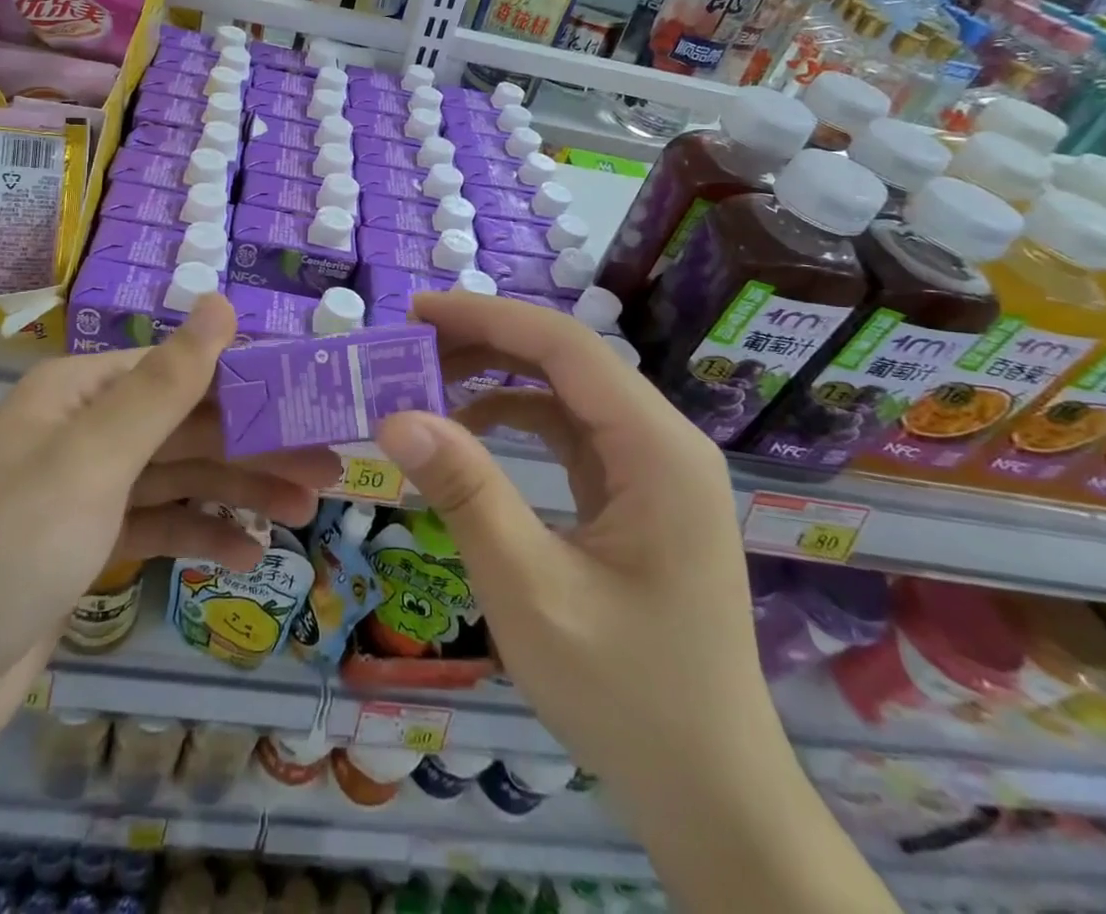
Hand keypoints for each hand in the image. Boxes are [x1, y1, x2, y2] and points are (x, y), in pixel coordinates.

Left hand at [0, 294, 337, 768]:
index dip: (251, 382)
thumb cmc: (4, 551)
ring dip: (241, 492)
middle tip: (330, 466)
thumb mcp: (91, 461)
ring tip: (306, 511)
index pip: (184, 370)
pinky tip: (245, 552)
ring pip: (181, 477)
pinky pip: (159, 525)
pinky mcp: (87, 546)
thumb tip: (220, 300)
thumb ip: (165, 385)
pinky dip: (201, 534)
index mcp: (83, 392)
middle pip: (189, 426)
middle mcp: (87, 430)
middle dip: (258, 446)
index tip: (314, 399)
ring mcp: (87, 491)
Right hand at [374, 293, 767, 797]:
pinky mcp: (636, 494)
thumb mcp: (530, 591)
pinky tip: (470, 429)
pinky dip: (515, 417)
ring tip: (428, 380)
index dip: (487, 317)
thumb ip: (466, 493)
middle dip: (486, 342)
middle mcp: (663, 442)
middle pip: (566, 360)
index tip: (416, 312)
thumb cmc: (626, 695)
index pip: (565, 347)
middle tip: (410, 345)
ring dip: (497, 376)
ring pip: (565, 391)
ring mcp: (653, 468)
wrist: (709, 793)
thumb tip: (396, 417)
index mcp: (657, 450)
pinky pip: (570, 431)